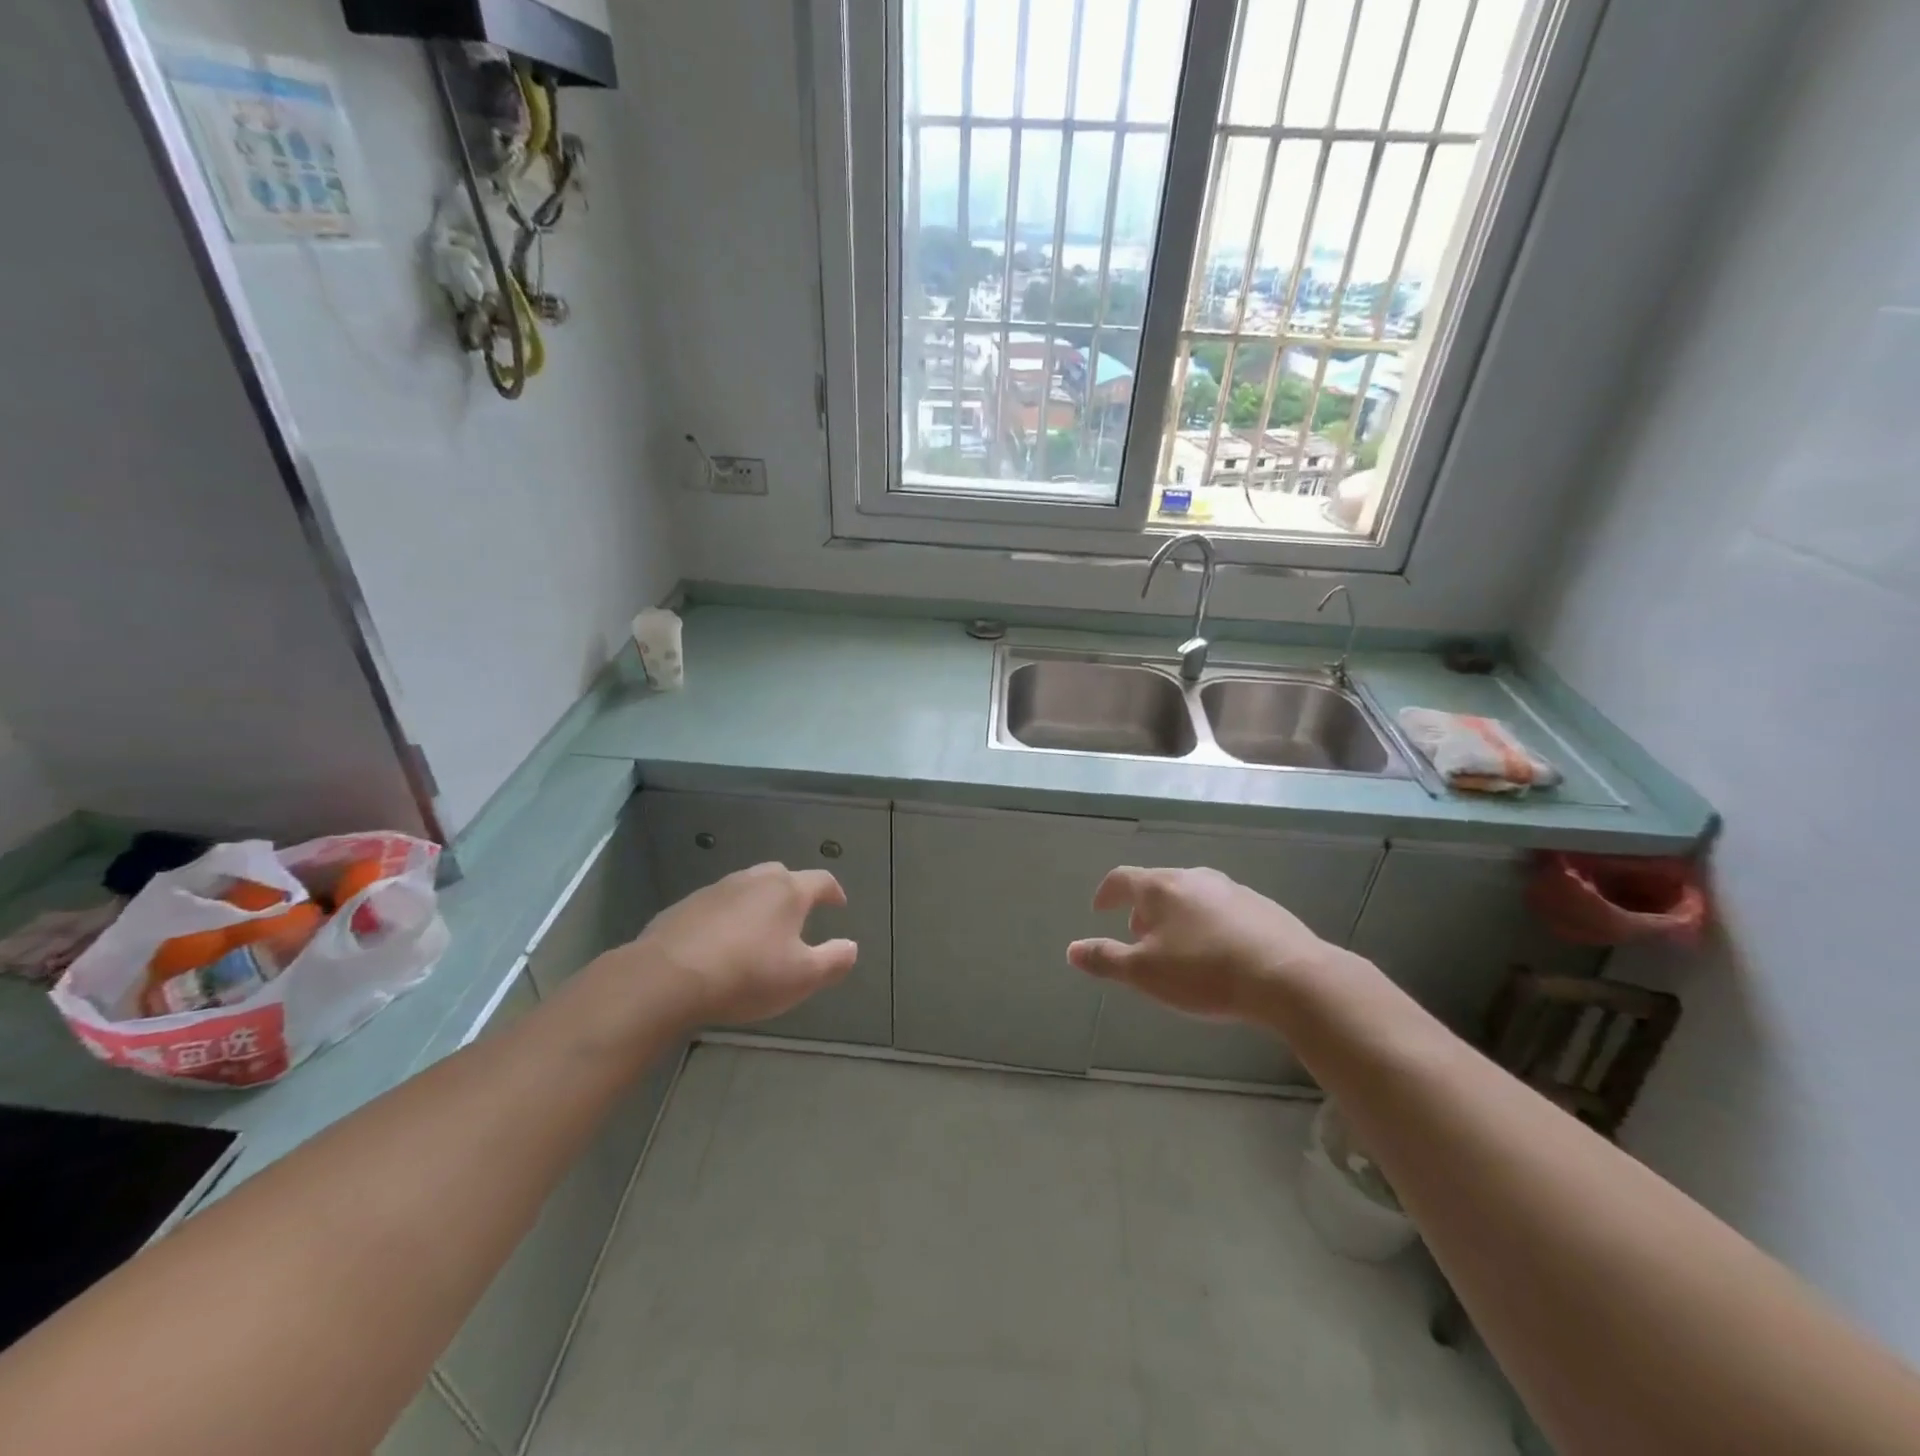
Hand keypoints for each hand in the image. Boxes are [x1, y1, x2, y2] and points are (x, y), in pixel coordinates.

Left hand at [635, 863, 858, 1025]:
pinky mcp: (685, 906)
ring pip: (746, 887)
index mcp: (787, 891)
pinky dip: (727, 917)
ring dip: (758, 903)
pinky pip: (716, 905)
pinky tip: (720, 943)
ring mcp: (716, 890)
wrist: (666, 978)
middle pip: (781, 876)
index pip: (821, 881)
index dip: (834, 892)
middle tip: (799, 916)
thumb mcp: (802, 977)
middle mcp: (753, 880)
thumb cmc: (746, 975)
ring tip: (759, 930)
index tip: (839, 905)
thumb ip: (834, 960)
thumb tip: (852, 946)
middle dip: (794, 892)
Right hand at [1067, 866, 1336, 1021]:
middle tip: (1139, 938)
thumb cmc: (1205, 972)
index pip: (1122, 878)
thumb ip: (1106, 959)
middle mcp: (1194, 878)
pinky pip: (1222, 909)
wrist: (1290, 977)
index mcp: (1161, 888)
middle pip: (1158, 886)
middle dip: (1143, 910)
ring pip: (1191, 897)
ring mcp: (1231, 889)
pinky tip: (1218, 954)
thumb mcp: (1145, 973)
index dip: (1106, 893)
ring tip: (1178, 950)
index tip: (1100, 910)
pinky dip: (1208, 924)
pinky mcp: (1262, 907)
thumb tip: (1072, 950)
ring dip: (1176, 917)